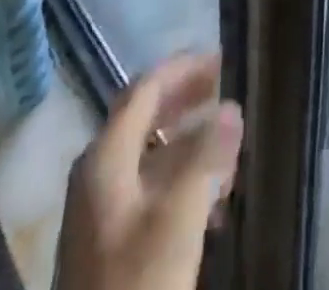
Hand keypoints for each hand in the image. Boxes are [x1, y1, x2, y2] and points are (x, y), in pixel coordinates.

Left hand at [58, 53, 241, 289]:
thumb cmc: (138, 287)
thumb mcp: (179, 219)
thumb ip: (207, 156)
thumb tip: (232, 107)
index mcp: (104, 158)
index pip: (145, 90)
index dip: (183, 69)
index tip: (222, 61)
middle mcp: (96, 174)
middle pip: (143, 118)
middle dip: (186, 100)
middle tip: (226, 91)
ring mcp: (98, 212)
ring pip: (147, 155)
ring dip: (187, 142)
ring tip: (230, 145)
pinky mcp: (108, 246)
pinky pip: (147, 189)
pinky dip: (179, 178)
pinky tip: (212, 198)